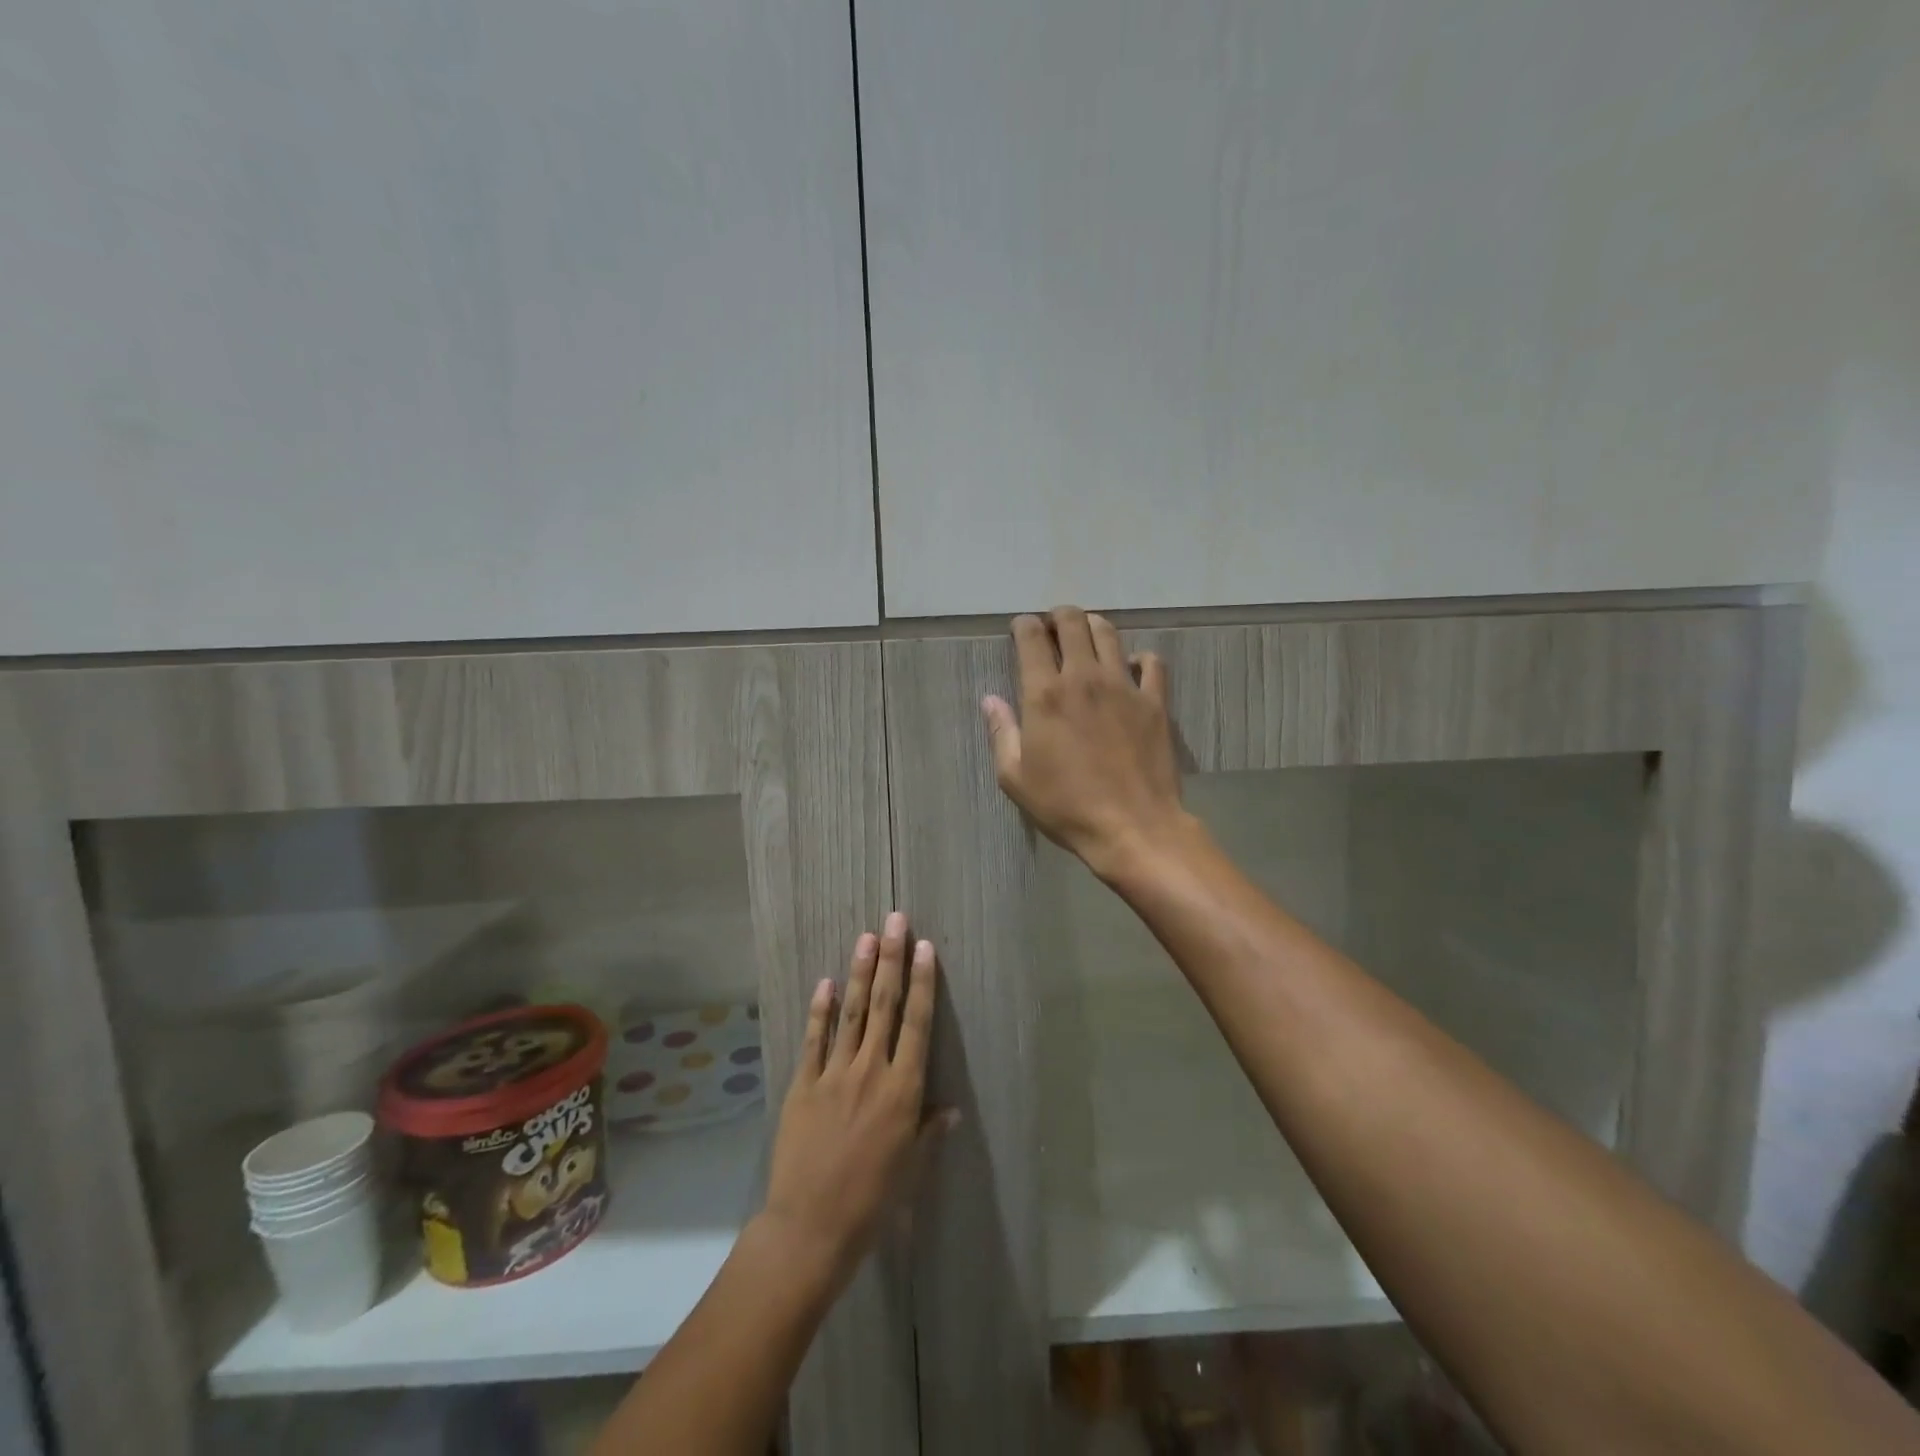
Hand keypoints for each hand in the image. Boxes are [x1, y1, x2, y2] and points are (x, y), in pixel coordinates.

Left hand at [762, 914, 950, 1290]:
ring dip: (861, 972)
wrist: (811, 1228)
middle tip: (895, 920)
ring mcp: (834, 1074)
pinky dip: (821, 1010)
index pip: (917, 1024)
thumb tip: (952, 1109)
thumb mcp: (912, 1169)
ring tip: (867, 937)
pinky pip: (814, 1039)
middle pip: (885, 1005)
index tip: (926, 947)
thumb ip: (930, 1132)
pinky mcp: (803, 1085)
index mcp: (903, 1090)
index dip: (922, 982)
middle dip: (892, 959)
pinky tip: (826, 982)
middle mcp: (871, 1071)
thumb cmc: (872, 1202)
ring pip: (852, 1012)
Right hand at [982, 606, 1190, 878]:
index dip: (1024, 625)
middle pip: (1073, 623)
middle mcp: (1084, 678)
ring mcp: (1124, 686)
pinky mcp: (1155, 702)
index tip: (1021, 628)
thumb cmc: (1066, 806)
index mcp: (1045, 694)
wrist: (1133, 827)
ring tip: (1087, 635)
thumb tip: (990, 700)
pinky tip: (1132, 667)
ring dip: (1093, 626)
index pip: (1032, 638)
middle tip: (1053, 627)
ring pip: (1109, 634)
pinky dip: (1140, 658)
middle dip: (1058, 616)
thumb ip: (1002, 733)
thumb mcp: (1016, 778)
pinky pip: (1152, 663)